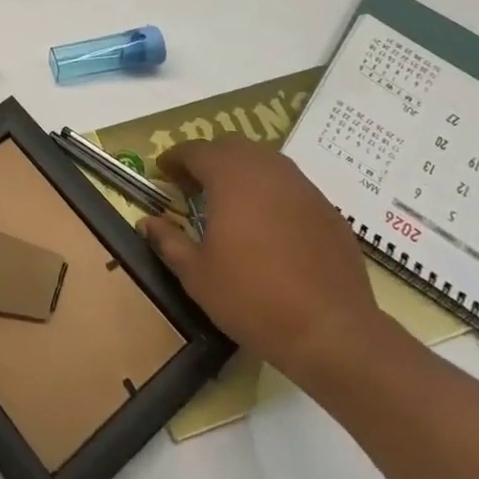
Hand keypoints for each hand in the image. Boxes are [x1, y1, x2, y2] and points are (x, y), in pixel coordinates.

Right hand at [140, 139, 386, 388]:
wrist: (331, 331)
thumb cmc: (252, 298)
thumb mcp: (196, 275)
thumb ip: (168, 241)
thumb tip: (147, 222)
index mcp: (231, 178)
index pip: (196, 151)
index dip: (175, 158)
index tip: (162, 172)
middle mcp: (269, 171)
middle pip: (232, 147)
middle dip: (208, 159)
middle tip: (192, 185)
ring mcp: (304, 188)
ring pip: (265, 162)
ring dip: (241, 172)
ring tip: (229, 202)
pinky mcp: (328, 210)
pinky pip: (291, 187)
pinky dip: (271, 192)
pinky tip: (267, 225)